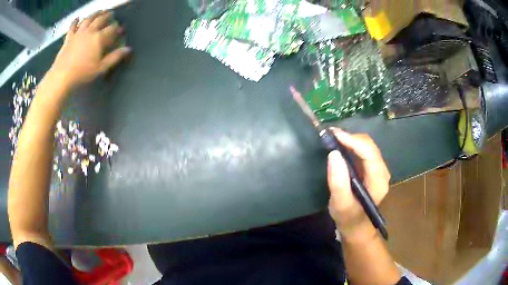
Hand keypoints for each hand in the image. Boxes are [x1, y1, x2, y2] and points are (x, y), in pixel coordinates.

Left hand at [49, 11, 131, 89]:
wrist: (62, 76)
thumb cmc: (82, 73)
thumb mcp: (100, 68)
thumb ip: (114, 57)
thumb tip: (128, 49)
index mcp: (98, 38)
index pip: (111, 29)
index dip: (117, 28)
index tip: (120, 28)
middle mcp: (90, 31)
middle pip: (100, 19)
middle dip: (107, 15)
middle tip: (111, 13)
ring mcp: (78, 33)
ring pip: (88, 19)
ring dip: (94, 14)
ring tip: (99, 11)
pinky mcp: (69, 38)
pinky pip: (72, 27)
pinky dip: (75, 21)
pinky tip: (77, 18)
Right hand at [327, 128, 390, 240]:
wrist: (357, 227)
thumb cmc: (349, 218)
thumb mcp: (340, 204)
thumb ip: (338, 182)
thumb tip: (333, 154)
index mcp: (378, 180)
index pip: (369, 152)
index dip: (352, 140)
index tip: (333, 135)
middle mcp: (382, 171)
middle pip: (369, 146)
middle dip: (350, 137)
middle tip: (330, 136)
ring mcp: (378, 169)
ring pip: (366, 146)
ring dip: (350, 140)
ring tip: (332, 139)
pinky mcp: (371, 169)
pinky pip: (363, 151)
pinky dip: (351, 145)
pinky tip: (340, 146)